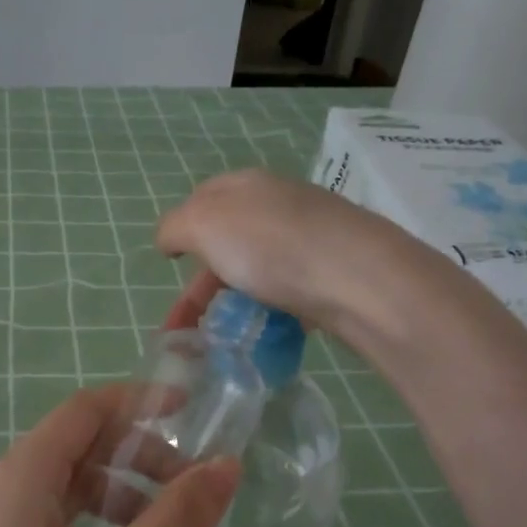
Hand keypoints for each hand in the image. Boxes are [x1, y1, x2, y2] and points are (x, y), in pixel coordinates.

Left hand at [0, 386, 238, 526]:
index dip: (142, 405)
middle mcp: (0, 492)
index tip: (197, 417)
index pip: (87, 410)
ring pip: (71, 500)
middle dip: (141, 466)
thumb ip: (173, 525)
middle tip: (195, 504)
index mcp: (19, 477)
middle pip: (82, 453)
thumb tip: (227, 466)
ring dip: (122, 512)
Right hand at [157, 170, 420, 335]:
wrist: (358, 277)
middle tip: (185, 325)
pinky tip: (265, 335)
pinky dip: (269, 314)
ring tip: (220, 340)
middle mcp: (279, 205)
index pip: (203, 198)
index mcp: (246, 185)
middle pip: (228, 241)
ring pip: (257, 271)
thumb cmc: (270, 246)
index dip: (182, 231)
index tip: (171, 266)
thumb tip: (169, 239)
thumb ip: (175, 227)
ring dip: (232, 304)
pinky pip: (289, 293)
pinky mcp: (333, 272)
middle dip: (201, 285)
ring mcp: (310, 238)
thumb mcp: (203, 224)